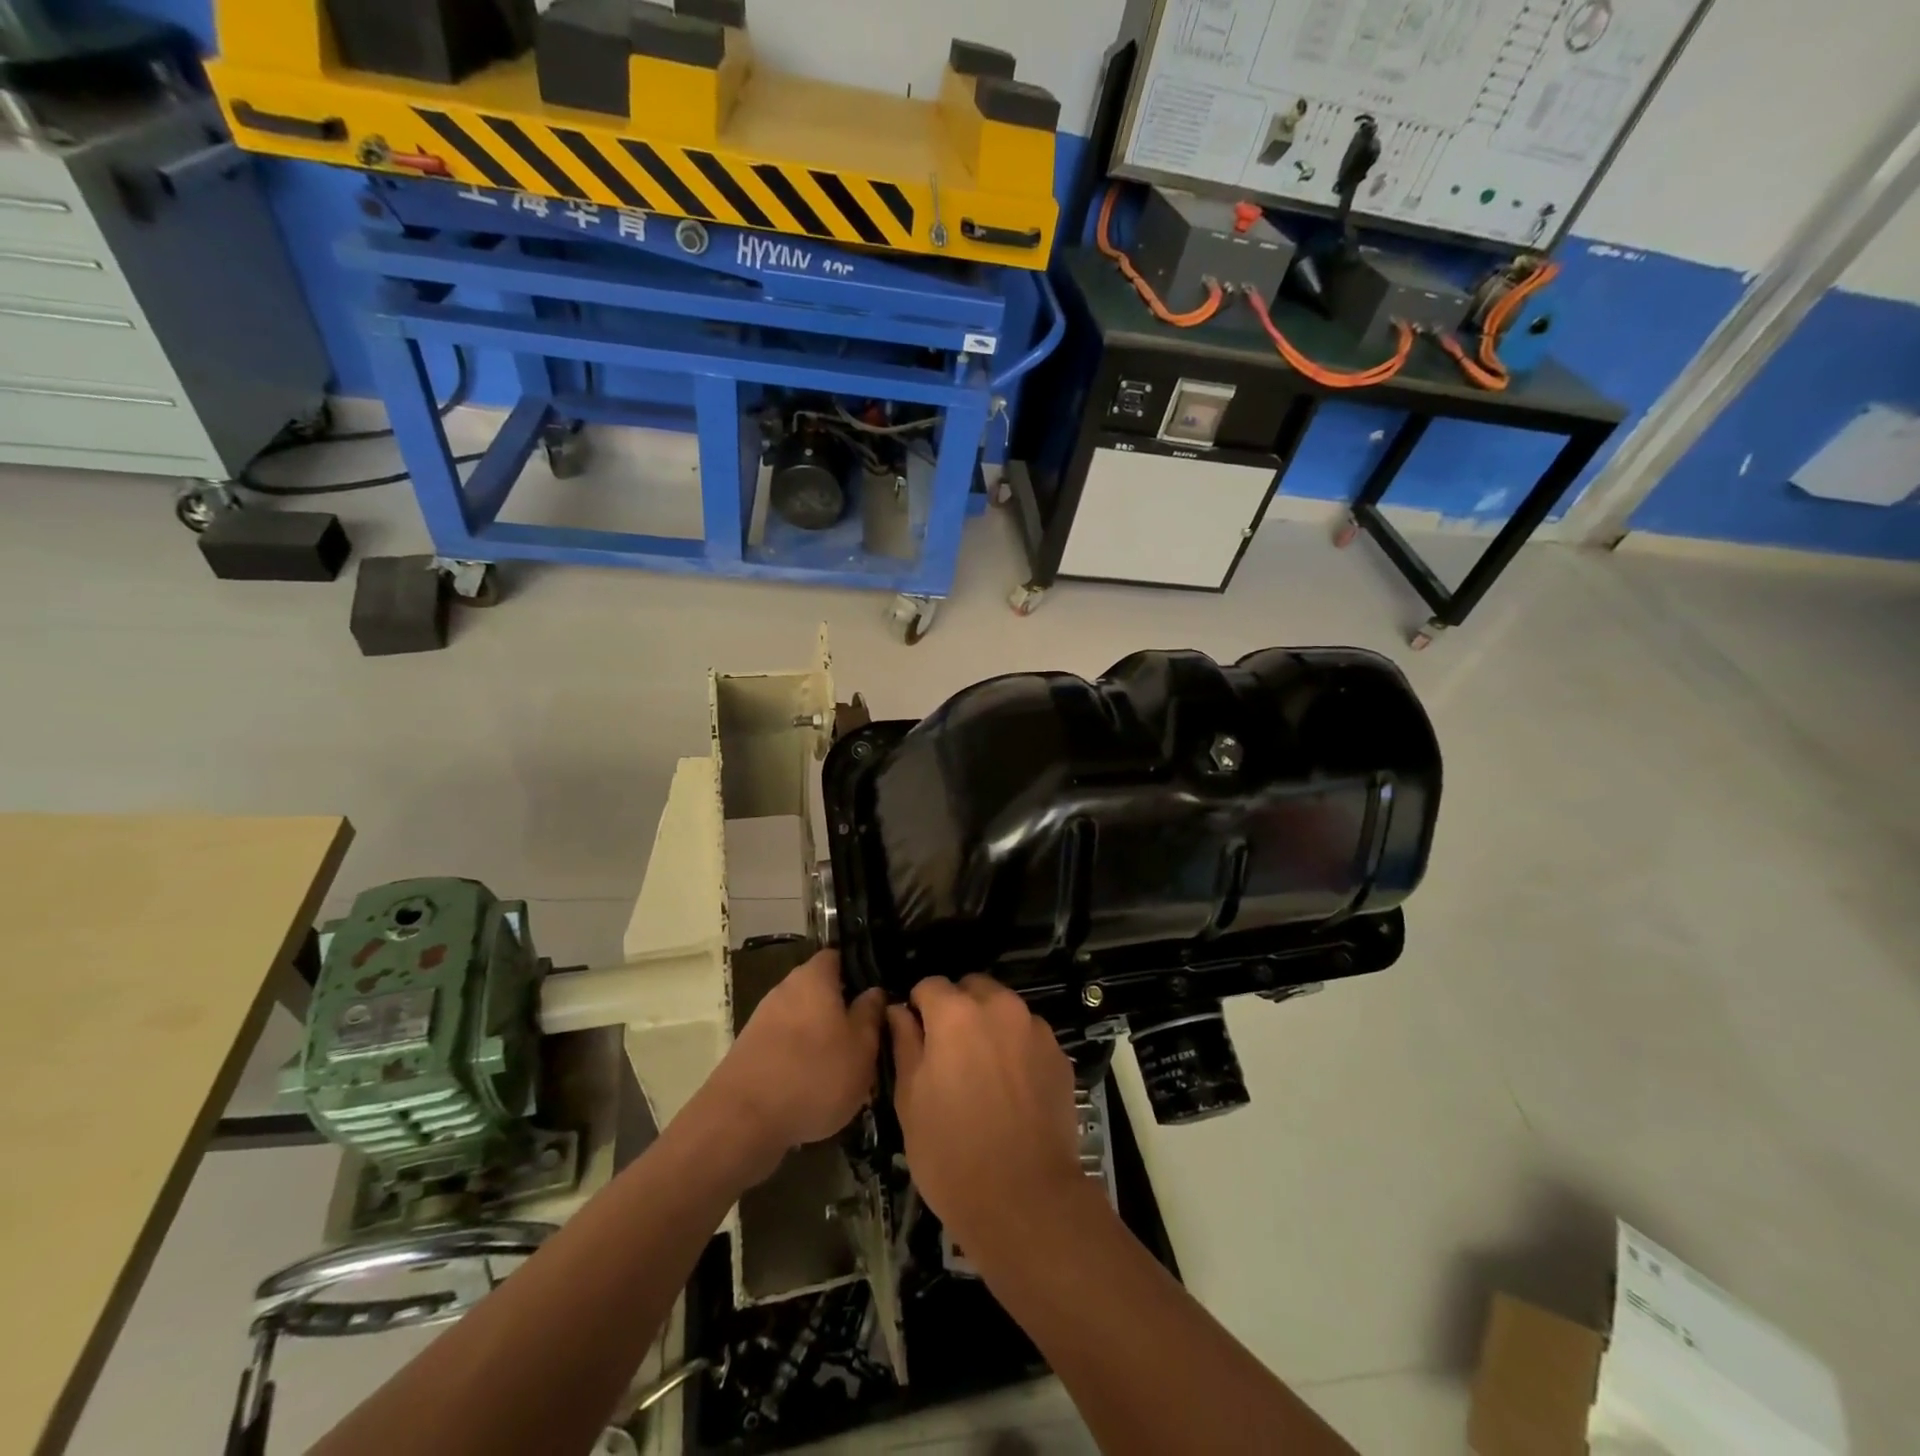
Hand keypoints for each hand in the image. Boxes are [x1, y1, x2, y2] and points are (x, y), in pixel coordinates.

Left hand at [703, 950, 882, 1181]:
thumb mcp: (861, 1047)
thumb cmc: (814, 1073)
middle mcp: (785, 989)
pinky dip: (801, 1060)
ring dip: (822, 1038)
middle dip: (841, 1010)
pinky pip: (785, 1046)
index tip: (877, 993)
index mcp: (814, 978)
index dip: (858, 970)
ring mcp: (763, 1021)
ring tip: (844, 1069)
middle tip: (866, 1037)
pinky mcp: (750, 1052)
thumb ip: (870, 1014)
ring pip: (803, 1021)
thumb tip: (874, 992)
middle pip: (820, 991)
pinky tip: (814, 1089)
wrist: (742, 1121)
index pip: (838, 957)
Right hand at [888, 975, 1084, 1253]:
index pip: (929, 984)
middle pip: (972, 988)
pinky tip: (1011, 1089)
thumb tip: (899, 1011)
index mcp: (956, 1013)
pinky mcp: (1059, 1054)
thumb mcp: (910, 1100)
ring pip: (1003, 1010)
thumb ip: (904, 1044)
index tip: (916, 1037)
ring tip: (983, 1073)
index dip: (918, 1008)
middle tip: (949, 1054)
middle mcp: (999, 1007)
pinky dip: (1016, 1048)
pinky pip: (1029, 1036)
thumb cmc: (952, 1153)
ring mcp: (1035, 1029)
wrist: (1026, 1200)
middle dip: (957, 1009)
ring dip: (989, 1026)